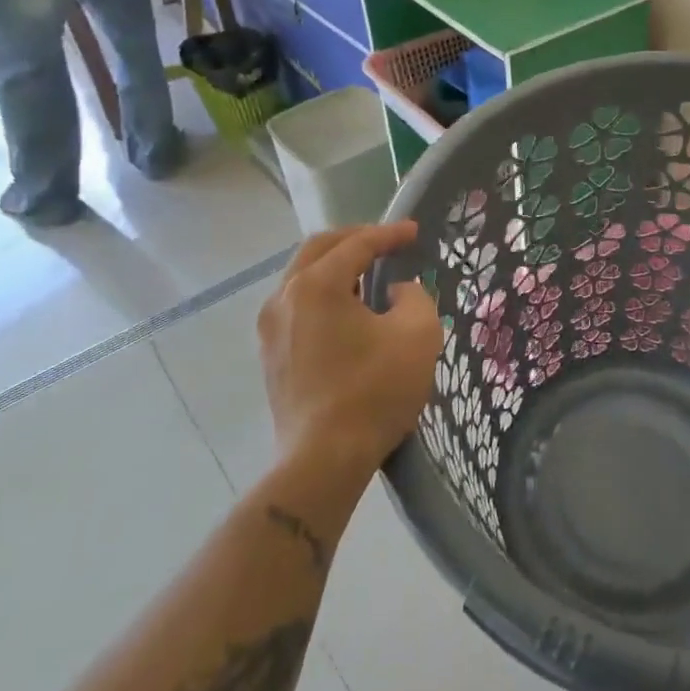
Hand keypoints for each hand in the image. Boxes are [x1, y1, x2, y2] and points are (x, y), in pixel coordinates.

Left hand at [256, 221, 442, 475]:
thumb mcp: (418, 334)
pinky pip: (298, 306)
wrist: (325, 458)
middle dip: (355, 239)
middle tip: (387, 241)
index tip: (414, 232)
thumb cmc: (375, 390)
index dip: (388, 234)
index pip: (356, 244)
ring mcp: (271, 329)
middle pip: (319, 251)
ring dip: (336, 267)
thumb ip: (415, 297)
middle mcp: (284, 298)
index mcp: (316, 285)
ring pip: (303, 278)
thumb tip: (396, 292)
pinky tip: (349, 311)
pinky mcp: (272, 356)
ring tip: (370, 274)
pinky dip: (325, 294)